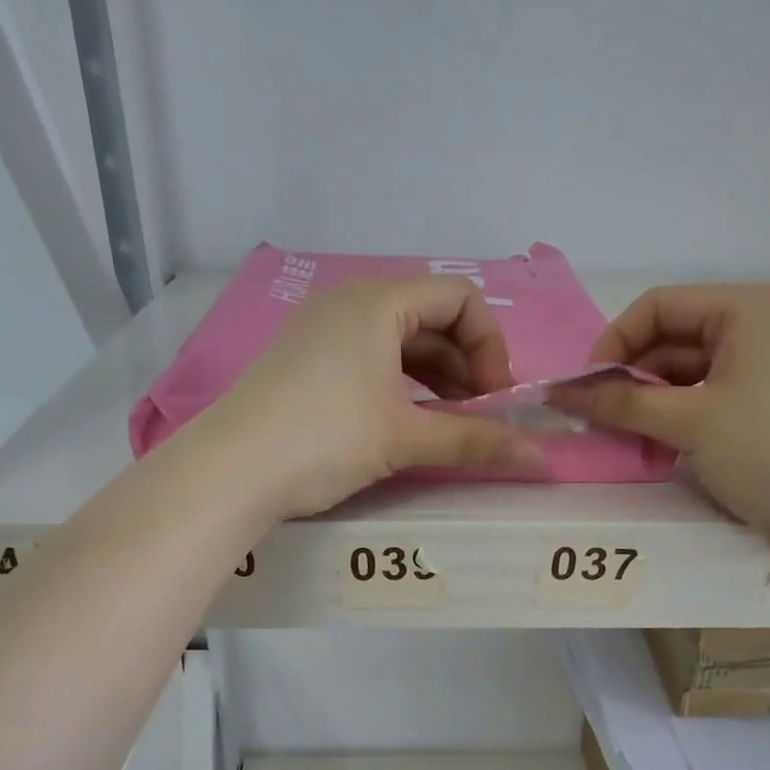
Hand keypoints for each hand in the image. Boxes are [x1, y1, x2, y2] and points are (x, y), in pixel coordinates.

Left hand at [208, 275, 544, 517]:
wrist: (227, 471)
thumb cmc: (322, 439)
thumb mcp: (403, 438)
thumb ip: (474, 441)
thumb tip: (541, 459)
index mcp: (377, 300)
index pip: (460, 297)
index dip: (490, 346)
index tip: (495, 399)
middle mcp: (348, 301)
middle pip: (430, 317)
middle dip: (465, 364)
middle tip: (478, 415)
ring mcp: (320, 329)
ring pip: (398, 340)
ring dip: (435, 377)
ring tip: (448, 422)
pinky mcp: (303, 360)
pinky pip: (368, 357)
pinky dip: (399, 383)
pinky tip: (406, 420)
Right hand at [559, 284, 769, 544]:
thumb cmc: (769, 449)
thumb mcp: (689, 421)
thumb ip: (622, 402)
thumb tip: (561, 392)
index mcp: (747, 309)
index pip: (659, 307)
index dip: (614, 342)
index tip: (584, 387)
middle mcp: (758, 328)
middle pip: (671, 339)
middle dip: (629, 376)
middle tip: (595, 416)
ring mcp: (764, 369)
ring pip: (685, 373)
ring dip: (648, 401)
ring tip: (621, 435)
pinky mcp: (765, 407)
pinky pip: (705, 398)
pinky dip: (674, 417)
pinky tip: (654, 446)